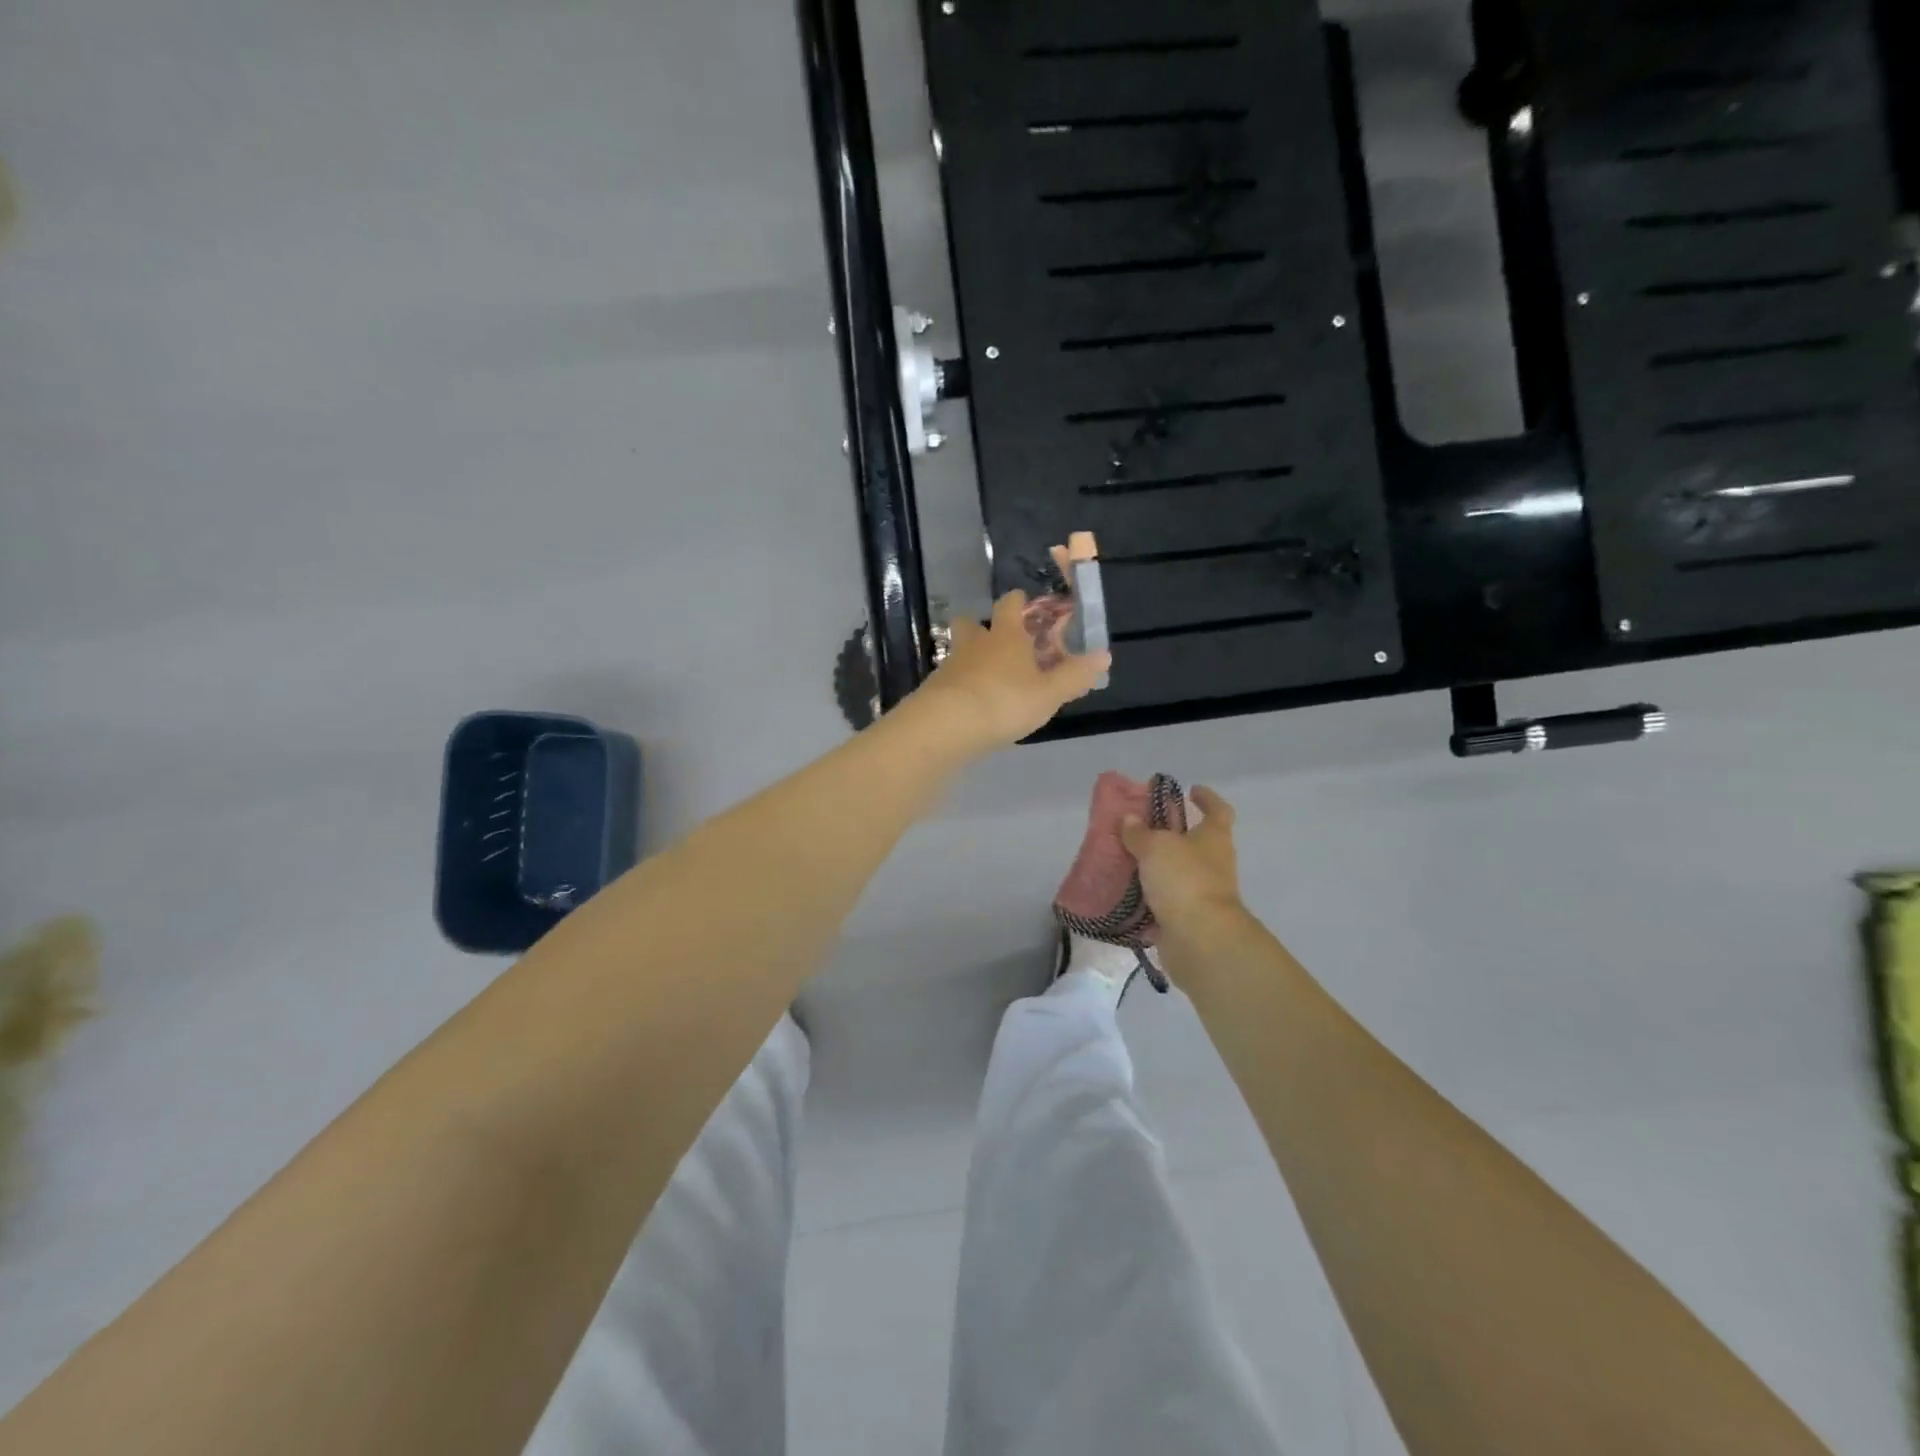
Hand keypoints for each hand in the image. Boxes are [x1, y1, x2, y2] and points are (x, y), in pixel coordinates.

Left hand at [912, 590, 1110, 751]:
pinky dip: (961, 686)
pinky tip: (972, 705)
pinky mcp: (934, 689)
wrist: (947, 725)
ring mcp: (950, 665)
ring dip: (971, 659)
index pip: (1009, 604)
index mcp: (1006, 635)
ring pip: (959, 652)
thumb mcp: (1049, 693)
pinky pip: (950, 679)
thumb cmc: (1005, 701)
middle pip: (971, 623)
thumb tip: (1104, 655)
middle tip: (999, 644)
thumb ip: (1075, 675)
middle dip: (983, 628)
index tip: (1025, 604)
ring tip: (988, 680)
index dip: (1018, 602)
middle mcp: (975, 643)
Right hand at [1120, 786, 1246, 942]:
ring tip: (1125, 858)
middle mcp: (1213, 863)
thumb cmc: (1184, 880)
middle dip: (1171, 834)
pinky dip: (1148, 896)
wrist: (1200, 940)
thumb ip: (1140, 833)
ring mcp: (1202, 893)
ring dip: (1157, 866)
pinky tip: (1124, 891)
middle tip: (1141, 826)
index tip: (1190, 790)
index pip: (1218, 810)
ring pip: (1177, 872)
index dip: (1206, 798)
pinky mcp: (1187, 919)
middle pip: (1195, 842)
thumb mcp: (1156, 847)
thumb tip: (1130, 820)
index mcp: (1214, 838)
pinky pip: (1164, 901)